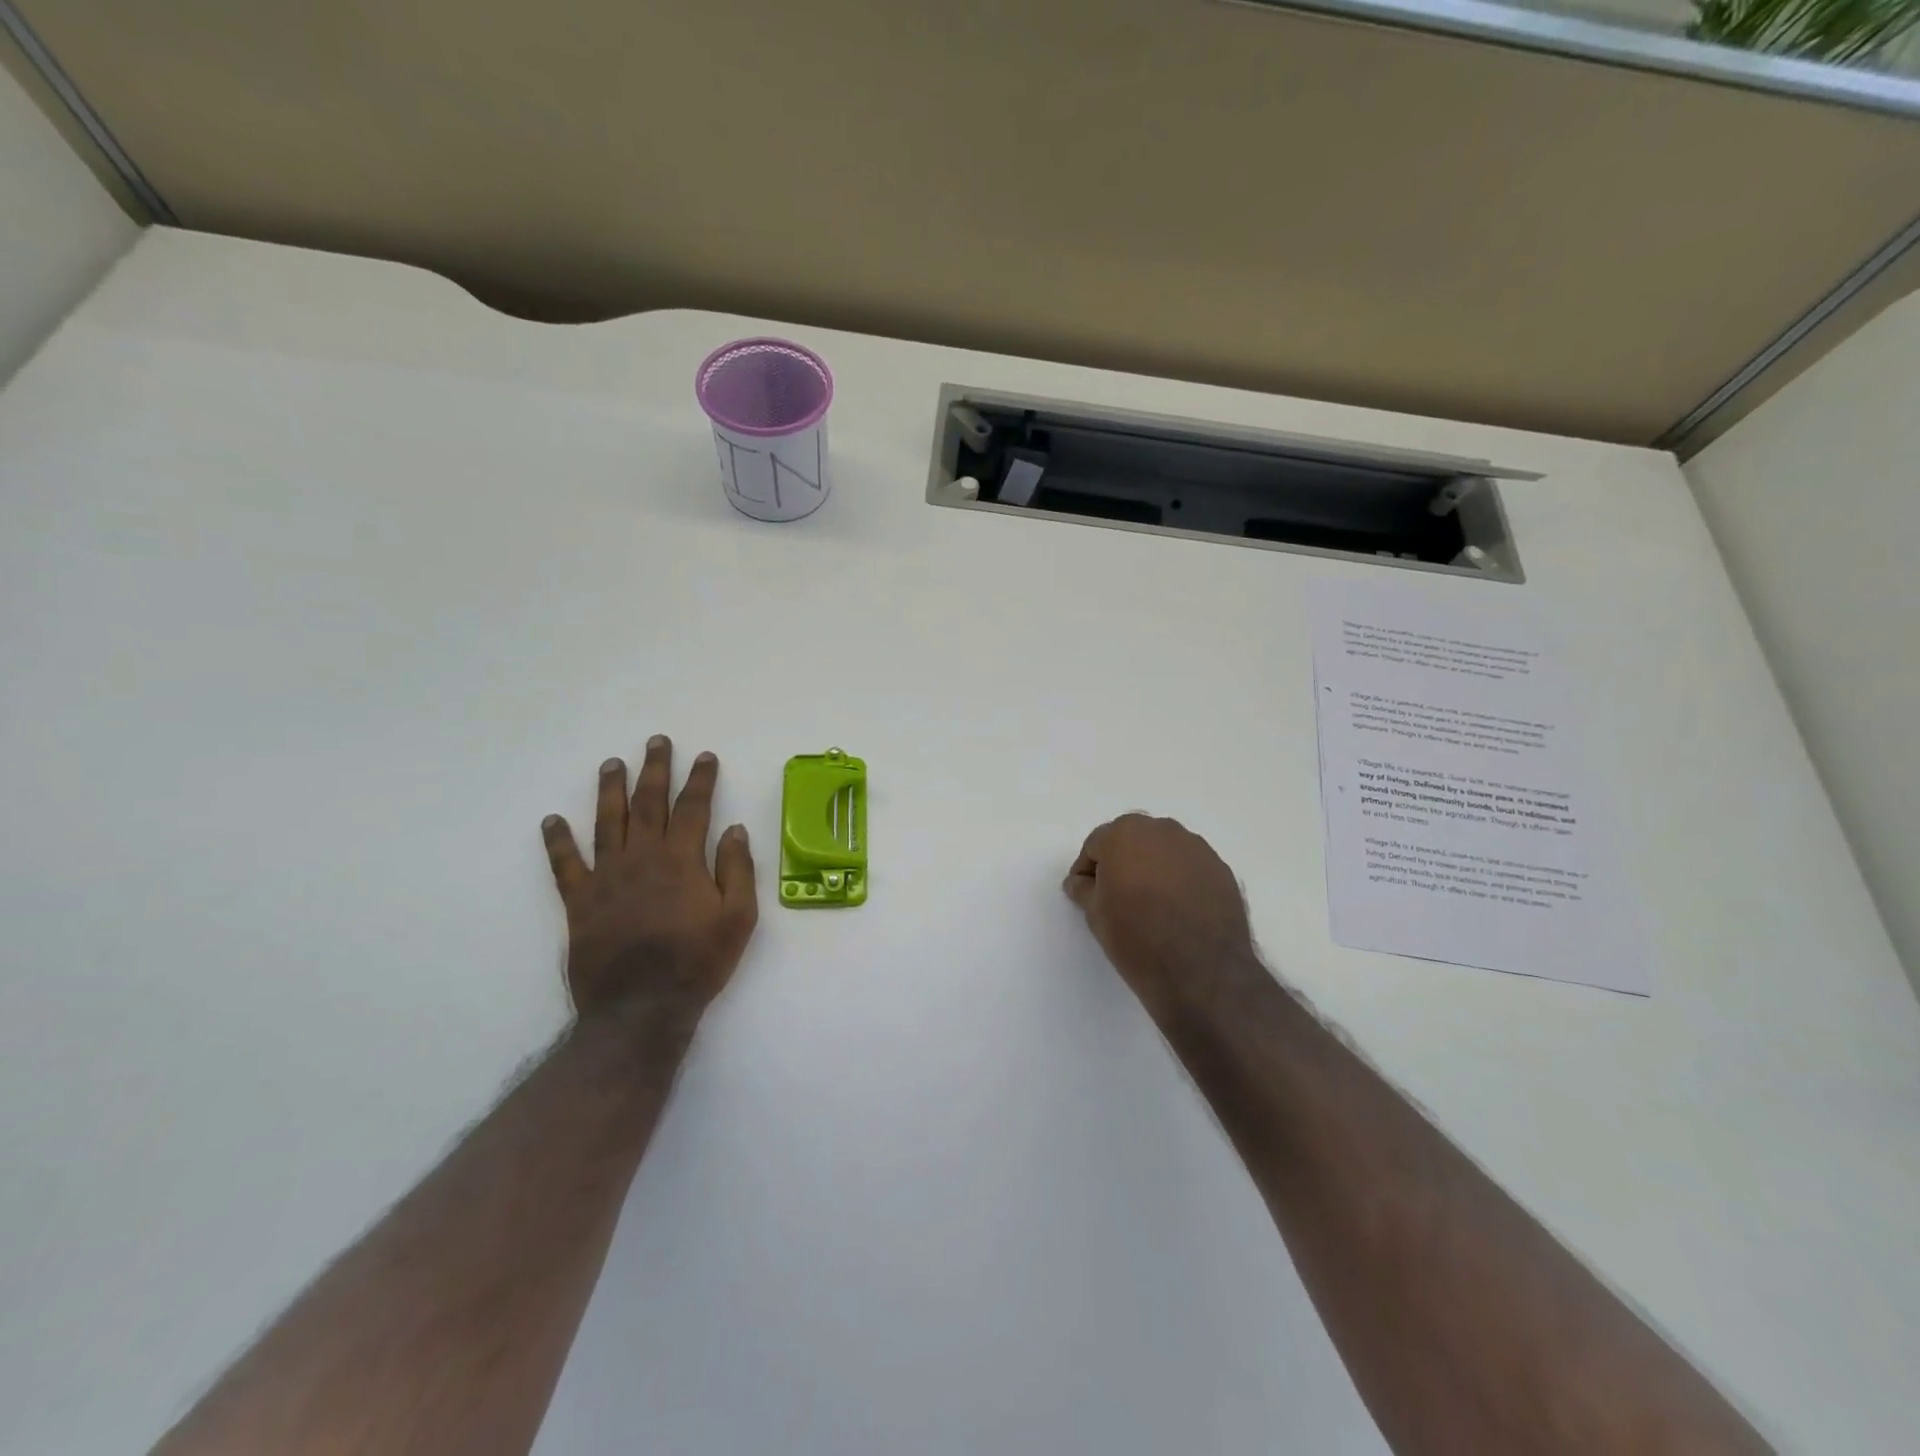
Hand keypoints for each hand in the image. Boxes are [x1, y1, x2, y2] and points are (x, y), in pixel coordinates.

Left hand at [542, 735, 758, 1034]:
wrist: (642, 1007)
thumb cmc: (698, 961)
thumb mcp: (739, 917)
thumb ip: (737, 869)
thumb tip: (734, 829)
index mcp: (682, 860)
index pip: (693, 807)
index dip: (700, 779)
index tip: (704, 757)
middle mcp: (642, 858)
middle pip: (648, 803)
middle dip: (655, 769)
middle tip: (656, 742)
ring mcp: (607, 877)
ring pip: (607, 822)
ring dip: (610, 790)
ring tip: (611, 764)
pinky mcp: (580, 902)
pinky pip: (565, 865)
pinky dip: (558, 841)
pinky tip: (552, 821)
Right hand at [1064, 814, 1259, 1017]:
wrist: (1201, 972)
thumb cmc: (1137, 938)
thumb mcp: (1095, 915)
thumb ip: (1084, 889)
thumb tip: (1080, 881)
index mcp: (1124, 834)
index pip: (1096, 844)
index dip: (1088, 870)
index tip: (1087, 894)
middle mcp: (1162, 830)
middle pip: (1132, 840)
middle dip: (1121, 862)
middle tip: (1117, 896)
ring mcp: (1197, 848)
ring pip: (1164, 851)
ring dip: (1153, 868)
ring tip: (1151, 904)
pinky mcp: (1221, 869)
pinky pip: (1190, 867)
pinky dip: (1180, 881)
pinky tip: (1179, 910)